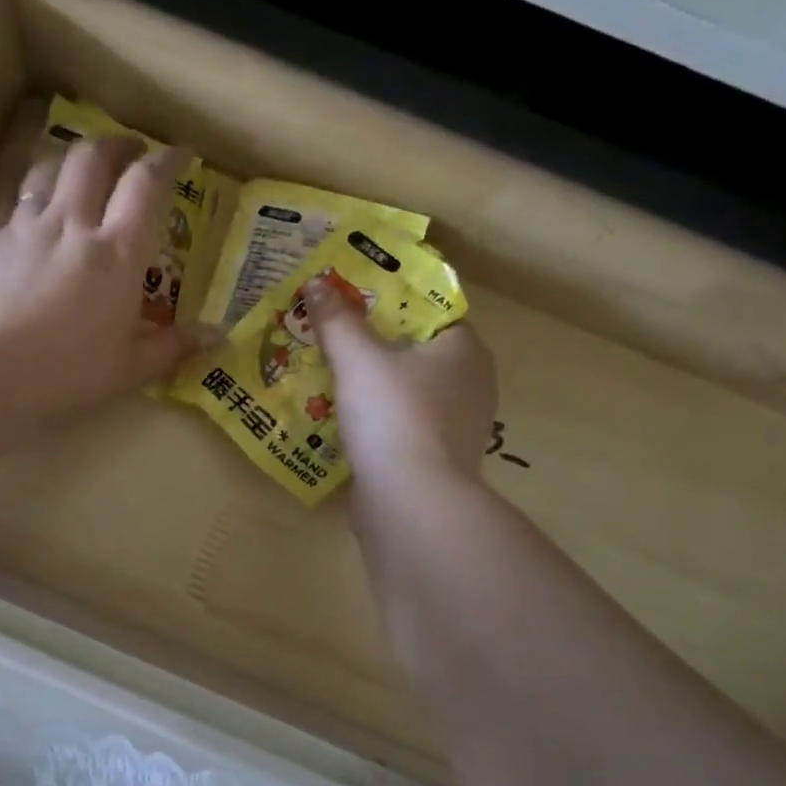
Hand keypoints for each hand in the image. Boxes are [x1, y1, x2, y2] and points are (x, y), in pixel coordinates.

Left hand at [0, 136, 210, 421]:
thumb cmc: (65, 375)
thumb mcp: (129, 370)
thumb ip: (174, 347)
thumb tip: (219, 336)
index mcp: (117, 253)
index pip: (147, 184)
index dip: (167, 160)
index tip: (180, 152)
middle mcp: (73, 225)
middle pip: (94, 157)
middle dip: (117, 144)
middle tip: (130, 152)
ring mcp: (27, 228)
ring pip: (49, 167)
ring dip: (71, 158)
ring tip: (81, 169)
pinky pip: (16, 202)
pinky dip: (34, 197)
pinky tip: (34, 218)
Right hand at [305, 275, 497, 482]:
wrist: (410, 502)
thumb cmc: (393, 417)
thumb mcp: (358, 359)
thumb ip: (337, 320)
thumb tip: (315, 283)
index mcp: (464, 350)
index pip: (429, 310)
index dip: (389, 301)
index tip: (350, 298)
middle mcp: (470, 383)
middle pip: (415, 351)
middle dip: (373, 343)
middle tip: (331, 332)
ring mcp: (455, 425)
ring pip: (406, 389)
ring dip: (371, 383)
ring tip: (328, 371)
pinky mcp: (435, 457)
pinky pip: (401, 423)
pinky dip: (375, 417)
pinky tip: (341, 416)